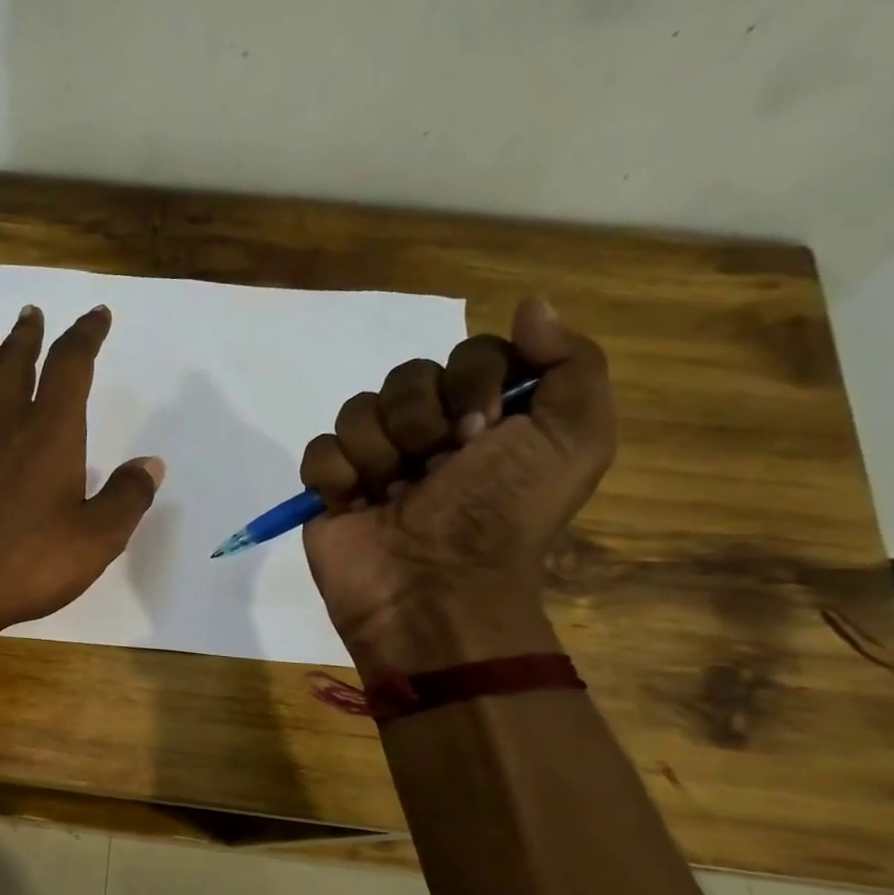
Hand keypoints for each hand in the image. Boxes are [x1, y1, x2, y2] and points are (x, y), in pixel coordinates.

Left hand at [0, 304, 163, 644]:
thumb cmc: (29, 564)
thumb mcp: (98, 538)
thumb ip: (127, 497)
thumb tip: (151, 464)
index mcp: (49, 434)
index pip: (70, 368)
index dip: (85, 336)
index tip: (96, 316)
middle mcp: (4, 429)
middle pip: (15, 367)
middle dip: (27, 337)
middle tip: (30, 313)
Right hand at [300, 297, 614, 671]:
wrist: (435, 588)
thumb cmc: (502, 515)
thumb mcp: (573, 440)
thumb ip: (571, 364)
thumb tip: (528, 306)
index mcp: (489, 418)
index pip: (468, 354)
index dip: (473, 381)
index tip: (483, 431)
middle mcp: (431, 433)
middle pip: (407, 375)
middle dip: (421, 418)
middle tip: (438, 465)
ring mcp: (376, 460)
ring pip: (358, 409)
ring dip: (380, 450)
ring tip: (394, 493)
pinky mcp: (330, 488)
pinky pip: (319, 449)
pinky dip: (336, 474)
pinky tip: (355, 503)